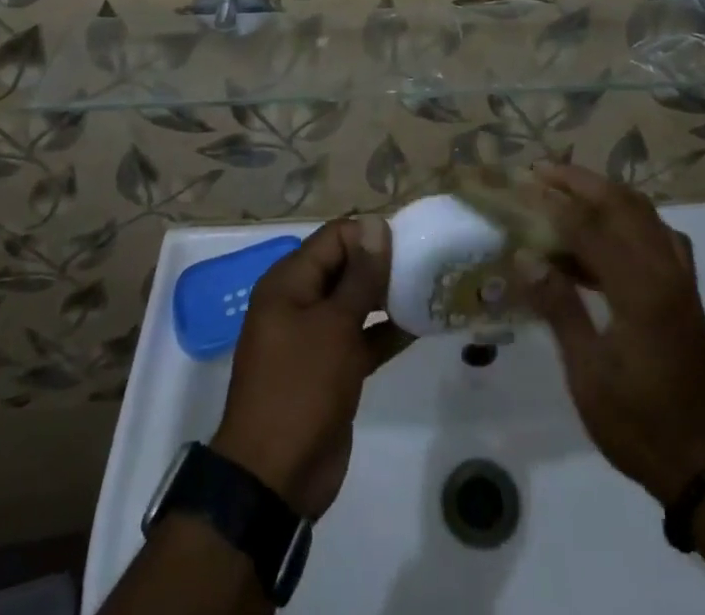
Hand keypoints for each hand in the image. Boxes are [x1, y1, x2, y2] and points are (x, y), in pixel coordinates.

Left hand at [211, 217, 410, 519]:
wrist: (275, 479)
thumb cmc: (301, 388)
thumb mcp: (334, 326)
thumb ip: (360, 276)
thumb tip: (375, 225)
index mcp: (288, 282)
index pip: (334, 237)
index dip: (370, 235)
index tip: (408, 244)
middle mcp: (299, 301)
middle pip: (345, 266)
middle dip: (382, 264)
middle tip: (425, 265)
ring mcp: (314, 337)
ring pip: (356, 302)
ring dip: (388, 297)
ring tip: (429, 289)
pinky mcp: (331, 369)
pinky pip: (361, 337)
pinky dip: (386, 331)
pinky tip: (420, 325)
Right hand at [520, 165, 704, 503]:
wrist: (701, 464)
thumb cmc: (637, 423)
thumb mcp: (588, 373)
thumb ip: (559, 307)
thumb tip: (524, 258)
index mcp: (641, 289)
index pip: (590, 227)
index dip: (554, 205)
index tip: (522, 187)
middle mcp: (665, 270)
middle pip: (622, 204)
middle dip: (580, 182)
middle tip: (542, 172)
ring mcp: (681, 277)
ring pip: (644, 213)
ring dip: (605, 195)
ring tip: (565, 191)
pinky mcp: (686, 290)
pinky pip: (659, 234)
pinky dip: (630, 218)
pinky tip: (607, 232)